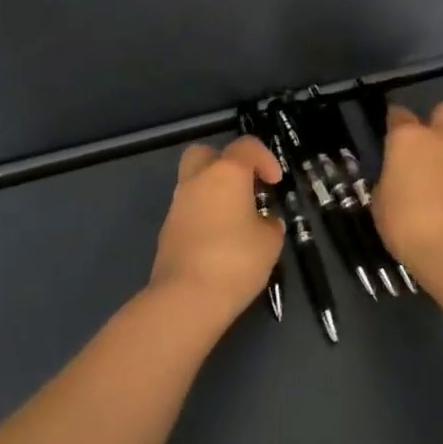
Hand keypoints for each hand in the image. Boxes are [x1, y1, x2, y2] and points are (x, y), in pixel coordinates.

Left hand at [148, 136, 284, 322]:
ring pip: (194, 183)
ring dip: (214, 193)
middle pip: (206, 154)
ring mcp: (177, 205)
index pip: (246, 146)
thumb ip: (270, 224)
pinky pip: (188, 210)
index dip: (265, 158)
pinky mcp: (167, 230)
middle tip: (244, 187)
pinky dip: (204, 216)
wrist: (186, 297)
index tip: (275, 182)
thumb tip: (264, 221)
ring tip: (236, 221)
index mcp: (226, 173)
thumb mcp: (270, 242)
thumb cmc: (235, 261)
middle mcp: (197, 180)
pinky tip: (219, 242)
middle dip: (226, 163)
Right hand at [371, 102, 442, 283]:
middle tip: (427, 148)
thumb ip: (390, 181)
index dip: (394, 122)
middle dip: (437, 122)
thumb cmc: (407, 224)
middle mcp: (442, 138)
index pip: (398, 115)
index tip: (391, 134)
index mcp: (408, 138)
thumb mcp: (381, 203)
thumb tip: (397, 179)